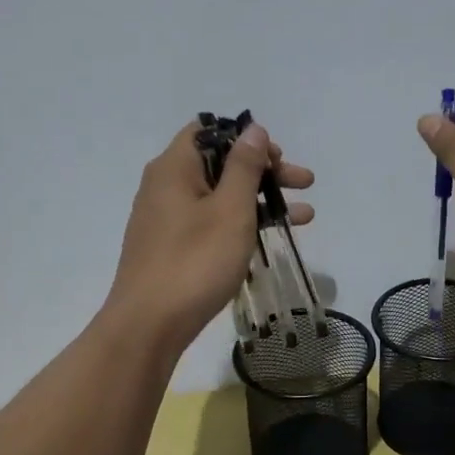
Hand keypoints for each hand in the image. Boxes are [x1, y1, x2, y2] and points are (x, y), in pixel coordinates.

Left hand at [105, 122, 313, 353]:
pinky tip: (271, 237)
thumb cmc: (194, 261)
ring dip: (262, 200)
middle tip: (304, 183)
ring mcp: (167, 219)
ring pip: (221, 196)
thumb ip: (244, 167)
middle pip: (221, 164)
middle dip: (266, 171)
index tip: (278, 159)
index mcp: (174, 168)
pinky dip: (242, 223)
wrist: (148, 326)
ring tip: (305, 216)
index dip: (247, 138)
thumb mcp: (230, 210)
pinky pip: (212, 222)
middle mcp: (166, 186)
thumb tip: (253, 129)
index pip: (210, 131)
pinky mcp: (172, 247)